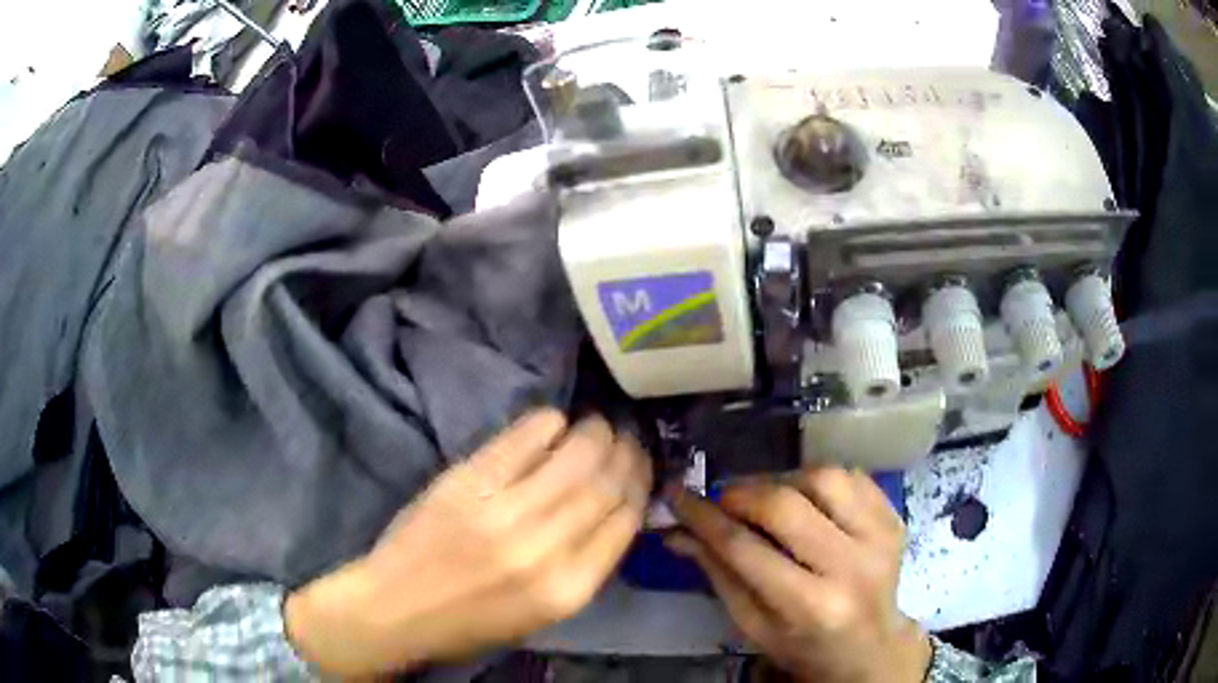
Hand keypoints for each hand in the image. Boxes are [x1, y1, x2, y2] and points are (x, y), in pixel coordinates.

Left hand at [284, 409, 651, 675]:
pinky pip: (521, 440)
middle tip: (628, 436)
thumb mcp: (542, 613)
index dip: (640, 485)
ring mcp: (504, 510)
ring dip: (594, 432)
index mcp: (568, 589)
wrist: (397, 608)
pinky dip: (546, 423)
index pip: (624, 522)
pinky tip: (555, 420)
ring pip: (573, 456)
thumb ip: (582, 566)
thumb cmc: (471, 621)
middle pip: (605, 484)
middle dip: (626, 453)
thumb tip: (612, 511)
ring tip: (599, 423)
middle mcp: (545, 548)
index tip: (642, 465)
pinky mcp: (467, 481)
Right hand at [667, 468, 930, 682]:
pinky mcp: (894, 518)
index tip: (678, 497)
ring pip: (824, 478)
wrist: (870, 645)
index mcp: (808, 606)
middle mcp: (850, 567)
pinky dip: (820, 480)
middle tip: (723, 499)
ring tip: (768, 498)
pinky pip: (852, 477)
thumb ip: (719, 574)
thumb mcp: (753, 624)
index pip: (745, 549)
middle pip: (786, 506)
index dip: (704, 518)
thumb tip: (678, 531)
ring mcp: (879, 537)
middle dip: (743, 494)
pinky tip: (806, 498)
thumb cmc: (803, 644)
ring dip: (784, 481)